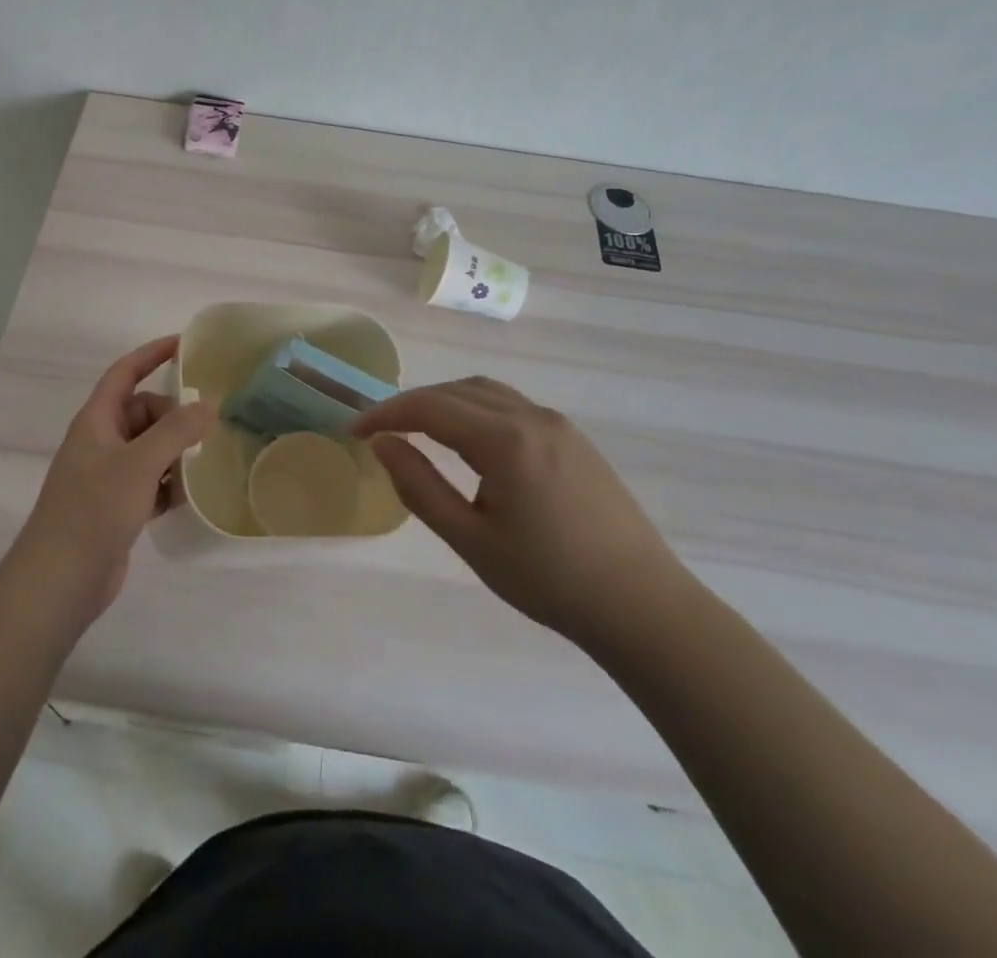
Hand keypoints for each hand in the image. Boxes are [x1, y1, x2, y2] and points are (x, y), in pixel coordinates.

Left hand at [6, 335, 215, 621]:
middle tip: (206, 429)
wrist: (60, 580)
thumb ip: (176, 431)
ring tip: (204, 463)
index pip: (125, 373)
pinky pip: (150, 481)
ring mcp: (108, 476)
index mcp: (96, 421)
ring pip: (150, 449)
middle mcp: (101, 442)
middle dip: (173, 417)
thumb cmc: (93, 511)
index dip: (151, 354)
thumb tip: (207, 406)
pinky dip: (169, 484)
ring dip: (175, 453)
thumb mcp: (139, 464)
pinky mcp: (117, 507)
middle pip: (143, 412)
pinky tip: (189, 496)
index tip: (184, 343)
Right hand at [352, 377, 684, 649]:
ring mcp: (557, 424)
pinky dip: (475, 409)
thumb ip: (420, 486)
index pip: (430, 407)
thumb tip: (382, 444)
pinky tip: (468, 440)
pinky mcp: (573, 438)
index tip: (354, 430)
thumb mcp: (471, 540)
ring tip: (417, 430)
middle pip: (456, 390)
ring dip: (444, 402)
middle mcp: (532, 416)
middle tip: (380, 431)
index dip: (386, 413)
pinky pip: (511, 405)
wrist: (642, 606)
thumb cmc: (549, 580)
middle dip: (412, 404)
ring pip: (485, 392)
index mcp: (505, 440)